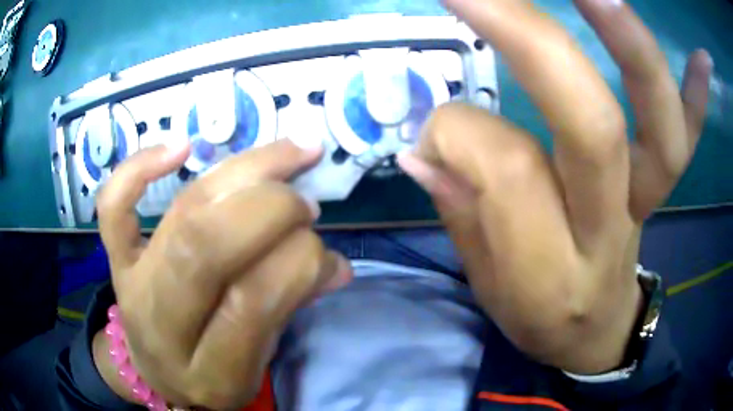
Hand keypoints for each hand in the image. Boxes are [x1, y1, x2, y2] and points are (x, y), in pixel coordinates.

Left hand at [93, 140, 351, 408]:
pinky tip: (180, 148)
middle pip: (206, 245)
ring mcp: (130, 283)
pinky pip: (114, 205)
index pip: (250, 303)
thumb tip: (335, 264)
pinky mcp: (115, 258)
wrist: (156, 374)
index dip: (296, 262)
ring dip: (242, 172)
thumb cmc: (213, 376)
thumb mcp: (258, 364)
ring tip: (289, 155)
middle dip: (270, 209)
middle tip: (306, 203)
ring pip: (181, 212)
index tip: (323, 250)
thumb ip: (290, 309)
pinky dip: (140, 167)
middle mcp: (160, 323)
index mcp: (207, 369)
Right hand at [399, 0, 711, 373]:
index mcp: (549, 271)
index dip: (458, 133)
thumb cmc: (538, 317)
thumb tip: (424, 147)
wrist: (595, 333)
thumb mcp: (488, 286)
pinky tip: (701, 57)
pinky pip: (689, 138)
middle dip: (530, 40)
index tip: (431, 133)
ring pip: (655, 124)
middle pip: (588, 125)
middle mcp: (607, 229)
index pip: (507, 171)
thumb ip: (461, 213)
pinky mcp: (663, 187)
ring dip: (631, 46)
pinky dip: (698, 95)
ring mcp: (645, 202)